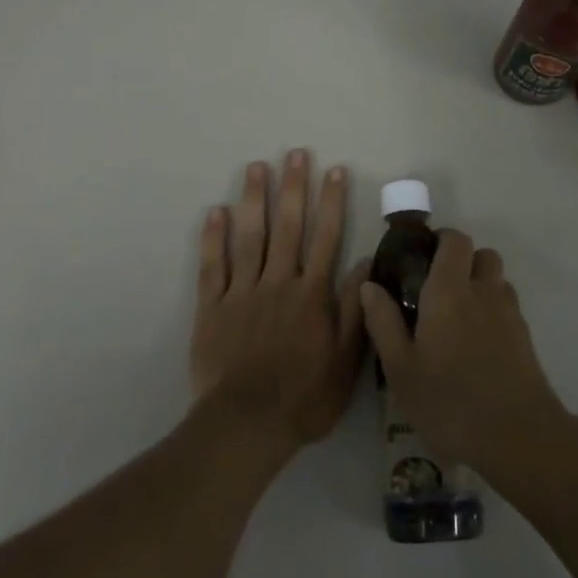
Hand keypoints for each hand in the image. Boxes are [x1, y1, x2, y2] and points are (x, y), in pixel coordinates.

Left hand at [191, 151, 367, 462]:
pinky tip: (216, 211)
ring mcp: (243, 292)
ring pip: (250, 237)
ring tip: (257, 167)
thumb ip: (354, 310)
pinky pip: (214, 266)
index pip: (326, 237)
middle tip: (295, 153)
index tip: (335, 171)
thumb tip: (364, 264)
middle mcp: (278, 282)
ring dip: (255, 200)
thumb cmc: (303, 397)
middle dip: (294, 187)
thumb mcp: (345, 362)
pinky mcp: (213, 307)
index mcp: (311, 294)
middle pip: (288, 226)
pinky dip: (214, 238)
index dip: (332, 202)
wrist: (247, 424)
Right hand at [359, 230, 573, 482]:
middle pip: (483, 254)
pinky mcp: (526, 338)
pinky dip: (494, 312)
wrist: (518, 436)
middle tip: (439, 288)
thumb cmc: (449, 400)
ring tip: (459, 317)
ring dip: (481, 285)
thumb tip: (369, 284)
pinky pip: (508, 308)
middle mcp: (483, 291)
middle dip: (464, 261)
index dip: (441, 240)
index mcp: (450, 290)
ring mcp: (510, 314)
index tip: (422, 257)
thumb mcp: (400, 368)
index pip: (455, 240)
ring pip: (498, 281)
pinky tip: (478, 345)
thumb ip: (383, 321)